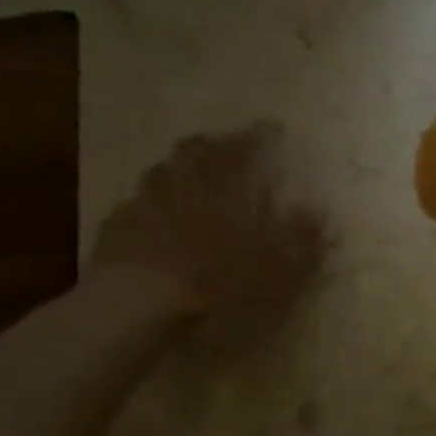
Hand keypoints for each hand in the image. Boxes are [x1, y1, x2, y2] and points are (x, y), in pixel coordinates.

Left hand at [89, 123, 326, 320]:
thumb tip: (319, 211)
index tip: (274, 128)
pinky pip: (137, 205)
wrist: (139, 307)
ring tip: (192, 179)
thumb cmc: (221, 283)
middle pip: (195, 151)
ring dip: (179, 170)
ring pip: (162, 172)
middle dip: (214, 145)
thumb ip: (302, 237)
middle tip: (229, 147)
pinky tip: (157, 219)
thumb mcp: (280, 267)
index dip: (261, 135)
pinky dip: (153, 204)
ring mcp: (144, 203)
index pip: (246, 148)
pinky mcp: (115, 229)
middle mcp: (184, 184)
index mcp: (226, 188)